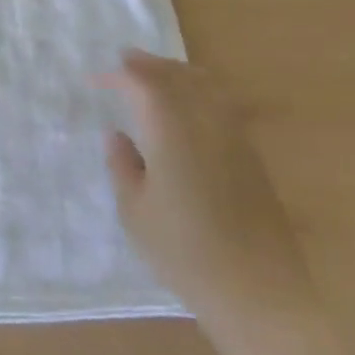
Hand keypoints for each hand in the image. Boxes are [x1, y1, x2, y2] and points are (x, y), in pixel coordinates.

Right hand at [101, 50, 319, 354]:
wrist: (259, 293)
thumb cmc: (185, 254)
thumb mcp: (136, 213)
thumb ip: (122, 166)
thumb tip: (118, 135)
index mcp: (172, 130)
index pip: (143, 84)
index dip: (117, 75)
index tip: (95, 78)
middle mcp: (206, 122)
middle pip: (178, 76)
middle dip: (149, 65)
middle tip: (125, 61)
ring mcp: (234, 138)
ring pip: (206, 86)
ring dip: (177, 73)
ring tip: (156, 76)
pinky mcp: (252, 157)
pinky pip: (222, 105)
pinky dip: (200, 92)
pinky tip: (189, 108)